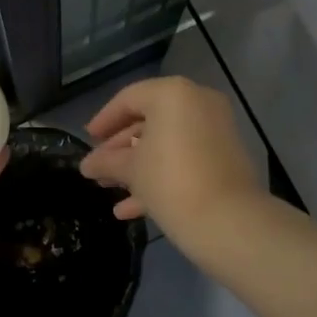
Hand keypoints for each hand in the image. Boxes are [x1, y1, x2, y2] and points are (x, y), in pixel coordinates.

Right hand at [80, 76, 263, 258]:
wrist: (229, 222)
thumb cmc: (170, 182)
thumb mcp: (131, 170)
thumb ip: (106, 161)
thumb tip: (86, 165)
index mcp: (173, 94)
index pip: (128, 99)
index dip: (104, 120)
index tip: (88, 140)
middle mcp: (197, 102)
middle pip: (149, 121)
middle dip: (120, 149)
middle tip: (98, 168)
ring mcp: (215, 129)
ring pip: (167, 142)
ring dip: (137, 165)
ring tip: (109, 189)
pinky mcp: (225, 157)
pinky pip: (185, 157)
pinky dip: (161, 175)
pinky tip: (131, 209)